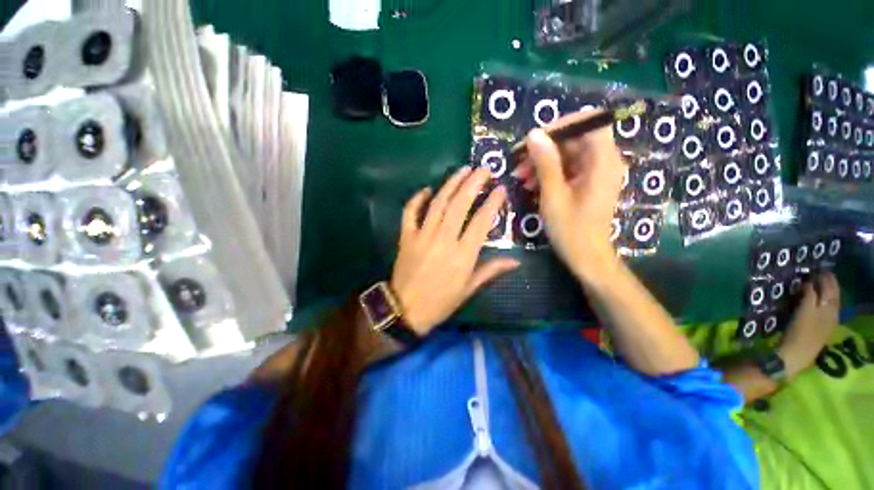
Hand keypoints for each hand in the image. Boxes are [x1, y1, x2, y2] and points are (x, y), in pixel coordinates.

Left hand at [390, 167, 519, 334]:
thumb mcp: (468, 289)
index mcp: (462, 255)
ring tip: (463, 170)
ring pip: (437, 203)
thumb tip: (516, 261)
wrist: (406, 310)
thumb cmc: (440, 302)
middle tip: (483, 169)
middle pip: (459, 204)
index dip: (492, 203)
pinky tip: (426, 189)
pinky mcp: (406, 236)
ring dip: (451, 184)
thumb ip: (491, 271)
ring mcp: (422, 235)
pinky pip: (410, 212)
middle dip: (473, 183)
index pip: (481, 222)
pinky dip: (417, 199)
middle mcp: (443, 239)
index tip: (500, 189)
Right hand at [515, 114, 625, 283]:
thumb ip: (545, 163)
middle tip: (518, 163)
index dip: (561, 125)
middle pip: (574, 138)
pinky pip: (567, 168)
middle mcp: (604, 161)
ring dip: (541, 162)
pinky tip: (531, 185)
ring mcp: (595, 172)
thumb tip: (534, 134)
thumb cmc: (571, 230)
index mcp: (602, 161)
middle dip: (543, 148)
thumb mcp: (553, 196)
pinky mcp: (587, 182)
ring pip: (567, 153)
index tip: (534, 139)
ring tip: (520, 178)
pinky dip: (548, 173)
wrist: (586, 257)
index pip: (588, 122)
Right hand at [779, 272, 839, 376]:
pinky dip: (820, 302)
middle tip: (819, 273)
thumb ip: (809, 295)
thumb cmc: (798, 332)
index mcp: (830, 308)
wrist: (794, 356)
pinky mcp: (818, 329)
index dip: (826, 279)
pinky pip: (823, 311)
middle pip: (832, 296)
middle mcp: (831, 314)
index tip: (818, 269)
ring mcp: (825, 323)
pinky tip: (815, 301)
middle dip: (827, 284)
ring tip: (817, 285)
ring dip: (824, 293)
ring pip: (828, 303)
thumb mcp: (804, 312)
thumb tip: (809, 282)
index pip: (831, 289)